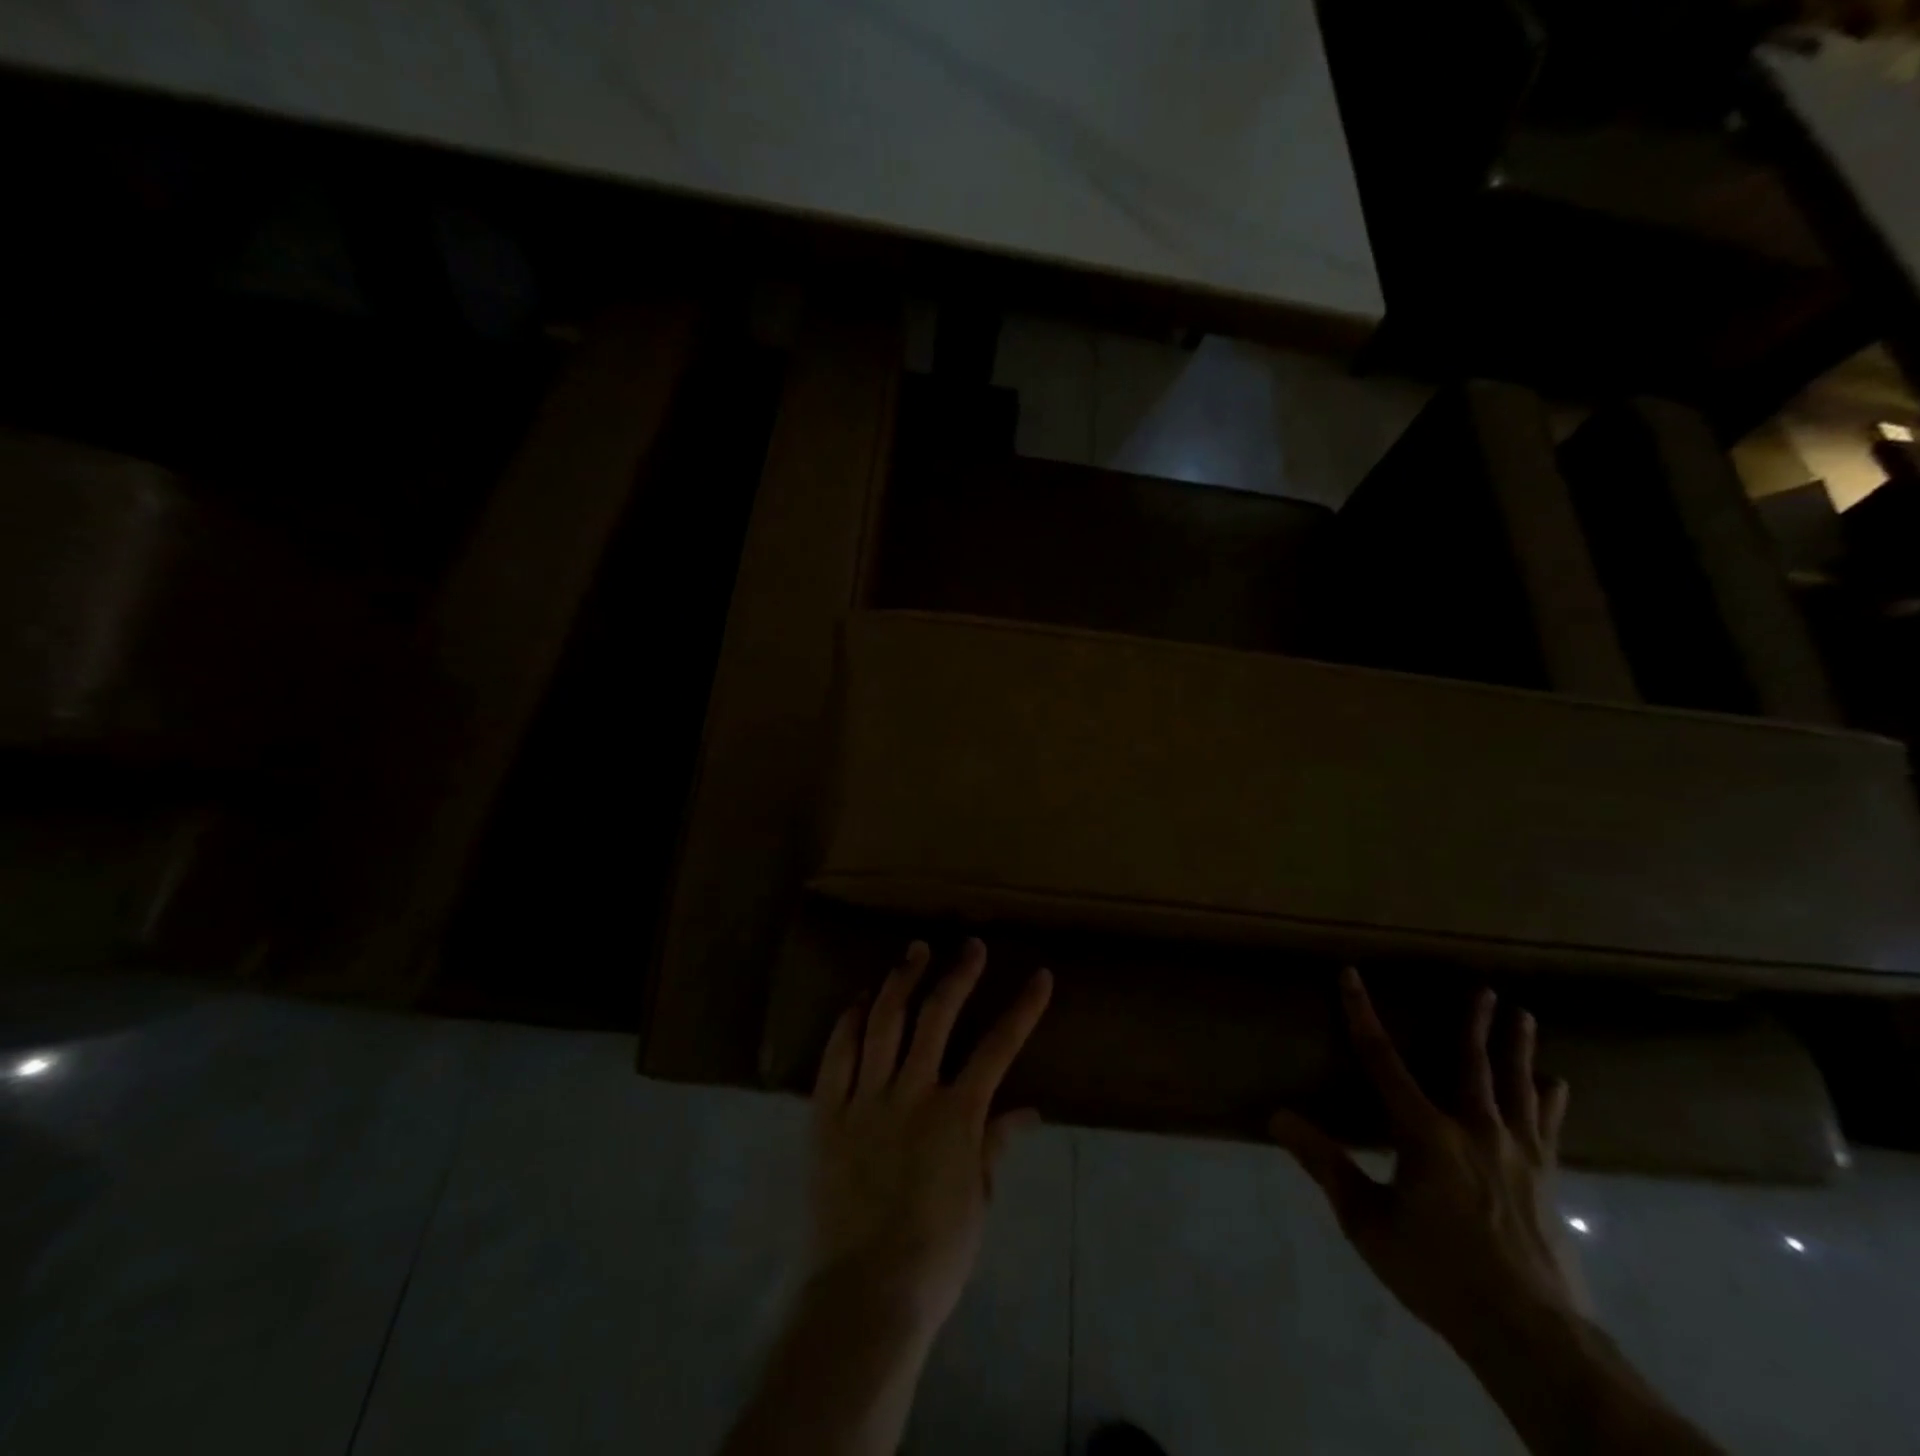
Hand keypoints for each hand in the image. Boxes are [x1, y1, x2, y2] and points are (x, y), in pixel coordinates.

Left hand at [807, 938, 1052, 1342]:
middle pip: (937, 1017)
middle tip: (969, 946)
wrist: (863, 1293)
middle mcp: (912, 1092)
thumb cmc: (934, 1254)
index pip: (998, 1047)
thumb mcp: (978, 1202)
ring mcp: (865, 1097)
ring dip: (902, 981)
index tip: (1039, 976)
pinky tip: (860, 999)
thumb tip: (1027, 1111)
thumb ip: (995, 1147)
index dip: (1023, 1009)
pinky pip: (837, 1054)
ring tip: (914, 952)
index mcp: (956, 1115)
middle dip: (958, 975)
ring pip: (884, 1022)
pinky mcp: (827, 1111)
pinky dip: (850, 1021)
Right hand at [1269, 967, 1585, 1352]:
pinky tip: (1557, 1084)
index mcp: (1425, 1133)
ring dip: (1517, 1049)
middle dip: (1474, 1024)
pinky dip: (1550, 1101)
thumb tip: (1278, 1116)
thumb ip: (1325, 1163)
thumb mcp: (1367, 1221)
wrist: (1532, 1336)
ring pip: (1516, 1087)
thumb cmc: (1438, 1272)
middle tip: (1485, 989)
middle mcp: (1474, 1130)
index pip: (1382, 1060)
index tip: (1350, 975)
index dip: (1361, 1014)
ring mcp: (1518, 1154)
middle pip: (1471, 1064)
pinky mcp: (1546, 1180)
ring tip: (1525, 1016)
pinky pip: (1547, 1127)